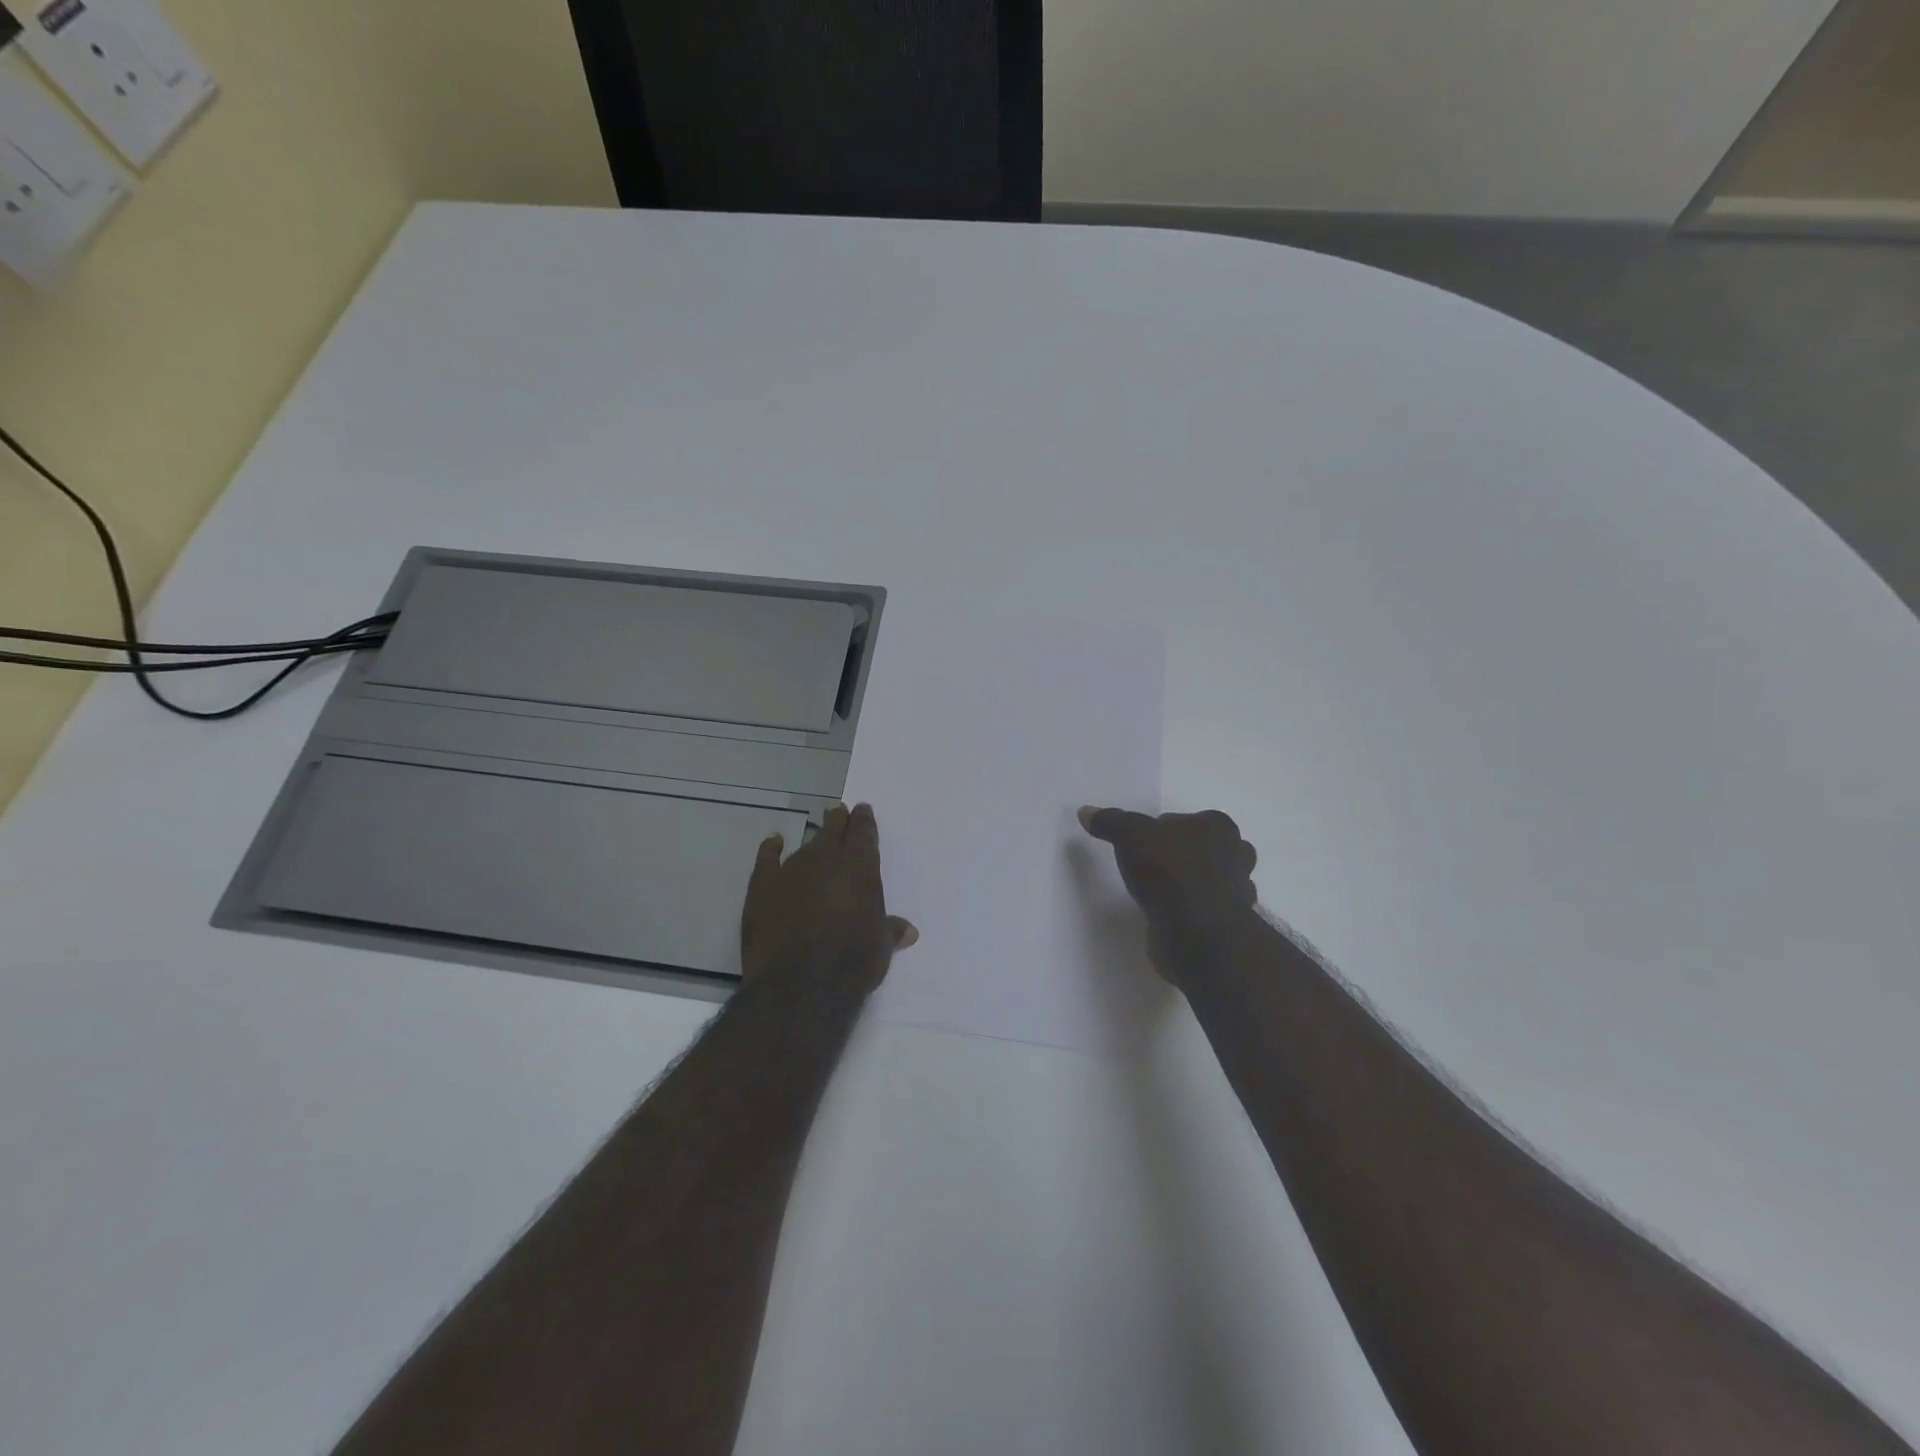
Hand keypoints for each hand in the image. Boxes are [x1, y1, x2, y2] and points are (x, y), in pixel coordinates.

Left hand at [741, 803, 916, 994]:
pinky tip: (773, 841)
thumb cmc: (851, 964)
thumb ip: (890, 930)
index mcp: (860, 867)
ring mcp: (791, 870)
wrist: (800, 985)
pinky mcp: (762, 887)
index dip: (864, 821)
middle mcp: (826, 859)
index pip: (864, 833)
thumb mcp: (881, 948)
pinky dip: (770, 848)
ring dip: (812, 839)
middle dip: (838, 821)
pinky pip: (767, 859)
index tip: (862, 810)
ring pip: (805, 845)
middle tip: (839, 812)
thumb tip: (908, 930)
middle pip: (833, 830)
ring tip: (816, 836)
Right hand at [1078, 806, 1257, 987]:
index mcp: (1219, 826)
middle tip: (1150, 867)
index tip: (1141, 844)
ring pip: (1209, 879)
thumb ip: (1110, 822)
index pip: (1184, 820)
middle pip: (1201, 848)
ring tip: (1158, 893)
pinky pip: (1205, 909)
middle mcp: (1236, 854)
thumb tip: (1085, 811)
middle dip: (1181, 855)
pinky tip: (1169, 915)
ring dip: (1190, 884)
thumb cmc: (1170, 873)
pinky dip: (1191, 911)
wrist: (1197, 934)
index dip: (1161, 830)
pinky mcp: (1228, 923)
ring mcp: (1236, 891)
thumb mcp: (1130, 836)